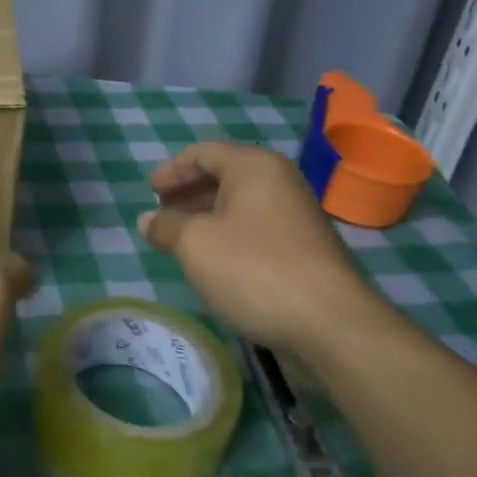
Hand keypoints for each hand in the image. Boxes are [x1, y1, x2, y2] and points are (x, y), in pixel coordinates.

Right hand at [140, 141, 380, 356]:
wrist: (329, 324)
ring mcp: (296, 215)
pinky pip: (255, 227)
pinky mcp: (304, 247)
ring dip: (205, 215)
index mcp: (254, 167)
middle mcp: (279, 181)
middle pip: (223, 175)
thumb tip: (148, 220)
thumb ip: (166, 226)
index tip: (149, 192)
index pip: (203, 153)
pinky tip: (213, 261)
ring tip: (179, 239)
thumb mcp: (195, 245)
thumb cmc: (253, 269)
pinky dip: (227, 234)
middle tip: (160, 214)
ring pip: (239, 204)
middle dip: (187, 192)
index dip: (171, 170)